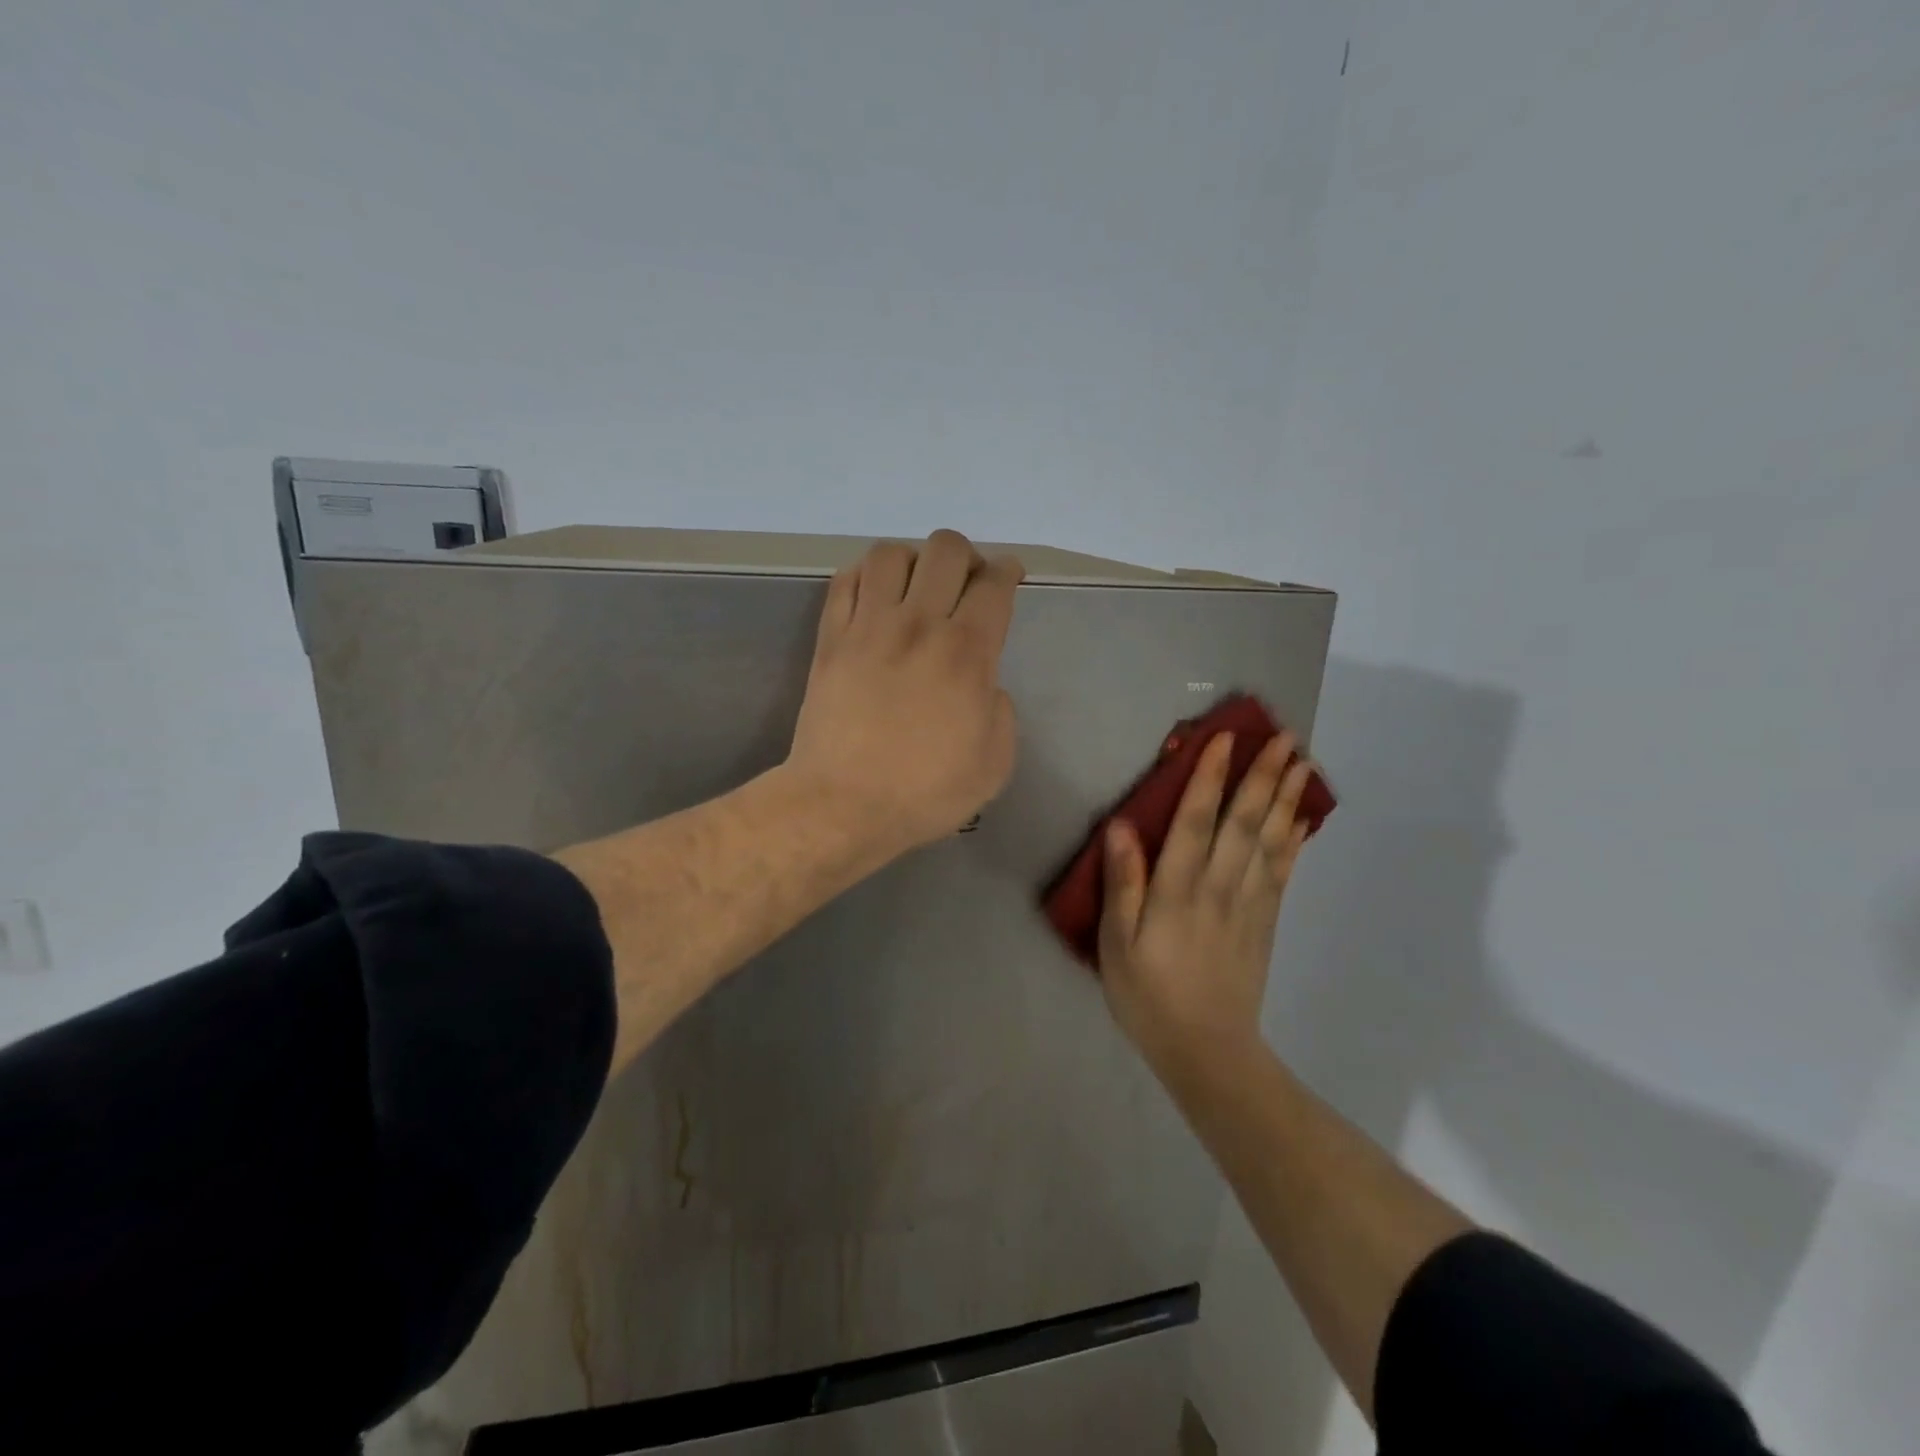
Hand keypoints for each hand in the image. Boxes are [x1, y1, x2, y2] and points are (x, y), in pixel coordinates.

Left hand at [785, 530, 1024, 857]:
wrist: (843, 804)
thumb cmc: (924, 792)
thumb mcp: (994, 764)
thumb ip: (1001, 712)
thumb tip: (985, 685)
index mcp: (966, 652)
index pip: (994, 584)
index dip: (1008, 570)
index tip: (1009, 576)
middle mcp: (918, 624)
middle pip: (946, 549)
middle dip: (967, 557)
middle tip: (966, 586)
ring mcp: (868, 626)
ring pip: (891, 553)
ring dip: (914, 561)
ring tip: (916, 589)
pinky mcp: (830, 638)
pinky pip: (846, 580)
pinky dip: (865, 575)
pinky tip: (876, 597)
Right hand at [1098, 729, 1318, 1070]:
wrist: (1207, 1051)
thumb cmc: (1149, 995)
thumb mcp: (1116, 943)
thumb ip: (1123, 882)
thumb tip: (1122, 826)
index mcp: (1179, 889)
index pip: (1196, 820)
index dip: (1209, 777)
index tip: (1224, 738)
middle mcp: (1220, 886)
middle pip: (1245, 821)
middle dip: (1263, 775)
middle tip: (1284, 736)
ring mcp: (1249, 904)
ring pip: (1271, 840)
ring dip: (1286, 798)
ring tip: (1303, 763)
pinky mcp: (1265, 923)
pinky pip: (1283, 872)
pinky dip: (1295, 841)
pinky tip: (1303, 820)